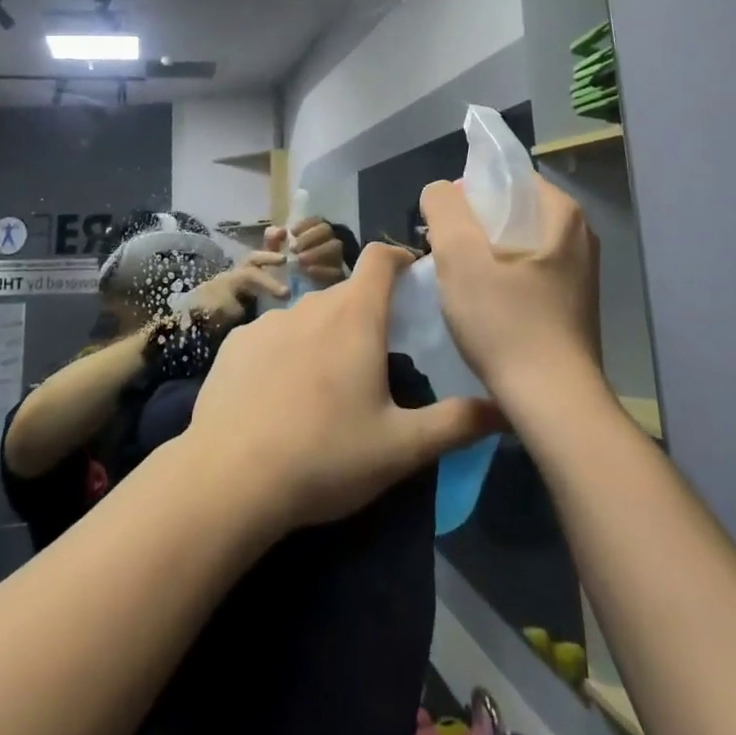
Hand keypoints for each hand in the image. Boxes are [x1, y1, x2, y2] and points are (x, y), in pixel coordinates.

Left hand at [186, 243, 501, 531]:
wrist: (229, 478)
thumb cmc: (325, 456)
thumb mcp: (401, 448)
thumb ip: (456, 424)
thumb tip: (506, 408)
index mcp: (354, 317)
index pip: (380, 258)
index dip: (400, 256)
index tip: (414, 275)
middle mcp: (310, 305)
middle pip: (347, 293)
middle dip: (367, 311)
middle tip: (379, 354)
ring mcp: (267, 322)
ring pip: (308, 315)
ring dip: (325, 335)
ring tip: (329, 384)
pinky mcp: (235, 343)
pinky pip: (271, 336)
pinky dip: (286, 353)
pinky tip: (280, 396)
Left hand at [260, 216, 349, 287]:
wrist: (287, 298)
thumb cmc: (281, 269)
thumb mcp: (273, 253)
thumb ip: (272, 239)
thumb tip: (280, 231)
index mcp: (314, 233)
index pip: (316, 220)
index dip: (305, 224)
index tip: (291, 232)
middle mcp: (328, 242)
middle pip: (326, 230)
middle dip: (309, 237)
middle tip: (294, 249)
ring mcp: (336, 259)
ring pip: (335, 247)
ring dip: (317, 251)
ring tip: (301, 260)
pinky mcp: (340, 277)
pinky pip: (337, 270)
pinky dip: (323, 269)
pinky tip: (309, 271)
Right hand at [419, 176, 601, 402]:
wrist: (552, 404)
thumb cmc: (505, 322)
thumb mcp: (460, 254)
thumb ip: (443, 206)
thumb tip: (440, 192)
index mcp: (562, 214)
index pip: (505, 178)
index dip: (467, 193)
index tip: (443, 224)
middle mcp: (579, 236)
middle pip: (509, 211)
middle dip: (472, 226)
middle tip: (443, 252)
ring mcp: (579, 273)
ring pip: (515, 244)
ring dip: (483, 255)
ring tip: (457, 281)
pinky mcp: (572, 305)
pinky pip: (526, 273)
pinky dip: (500, 279)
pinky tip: (481, 306)